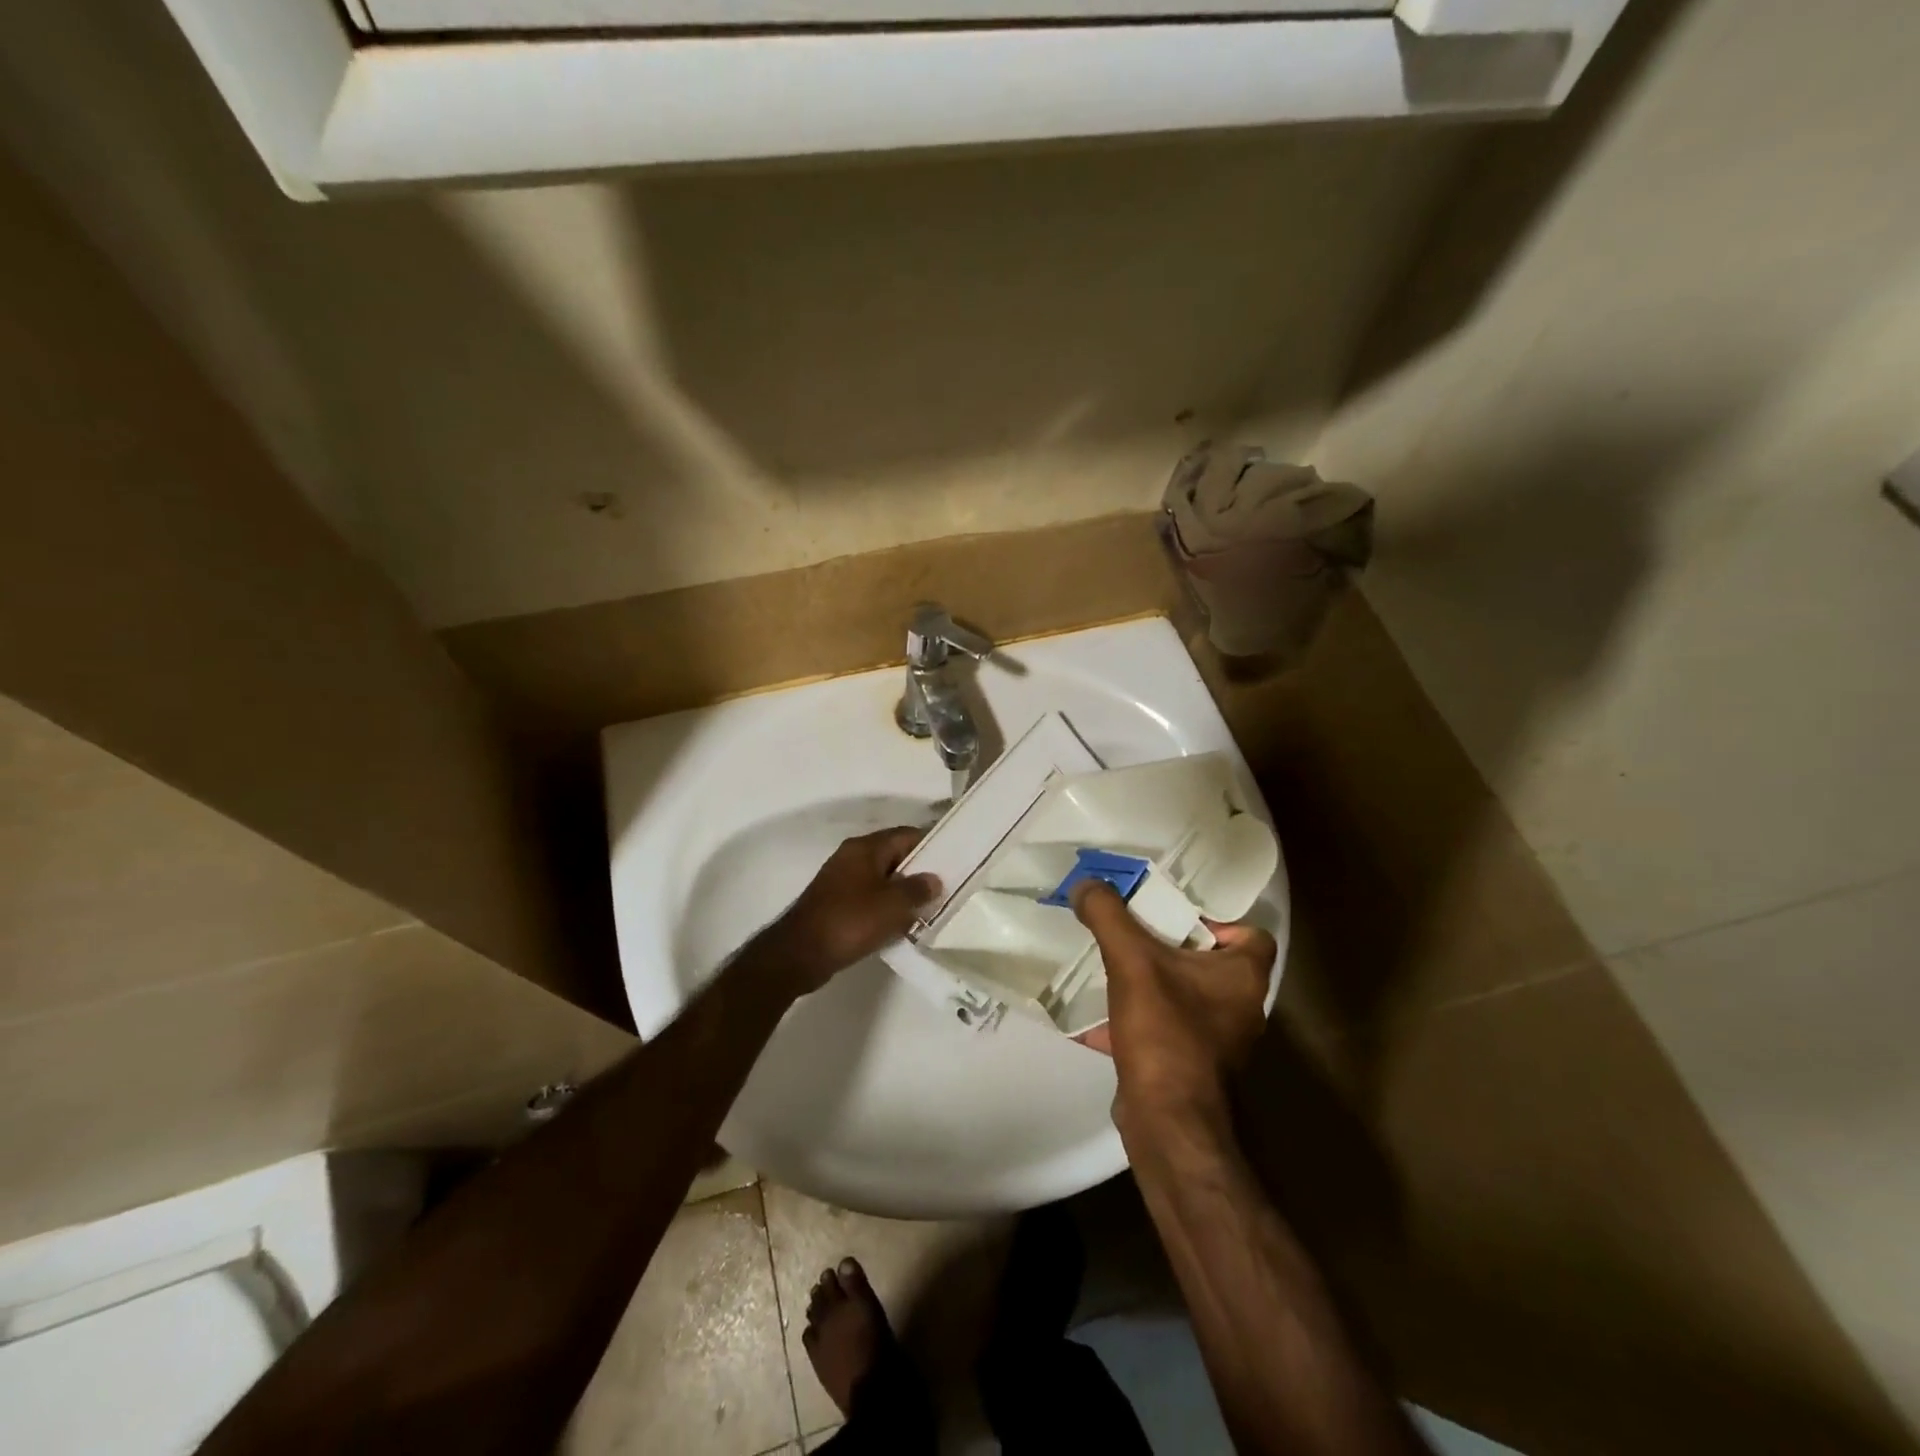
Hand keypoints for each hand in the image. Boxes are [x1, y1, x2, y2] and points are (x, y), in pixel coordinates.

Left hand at [753, 826, 940, 994]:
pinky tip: (900, 925)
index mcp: (865, 848)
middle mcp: (852, 857)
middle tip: (944, 888)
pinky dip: (886, 907)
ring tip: (927, 909)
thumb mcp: (893, 905)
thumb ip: (918, 889)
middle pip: (894, 856)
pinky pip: (869, 898)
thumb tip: (934, 879)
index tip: (954, 859)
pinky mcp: (836, 903)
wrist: (799, 953)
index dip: (932, 845)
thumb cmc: (850, 921)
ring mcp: (841, 880)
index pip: (906, 835)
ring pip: (882, 879)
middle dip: (919, 871)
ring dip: (902, 892)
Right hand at [1071, 881, 1275, 1126]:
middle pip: (1209, 962)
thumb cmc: (1166, 1033)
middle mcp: (1240, 1008)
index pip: (1250, 935)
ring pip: (1184, 996)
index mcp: (1243, 977)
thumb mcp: (1132, 961)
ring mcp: (1217, 1041)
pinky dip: (1137, 1019)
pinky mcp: (1190, 1066)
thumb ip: (1108, 916)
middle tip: (1132, 931)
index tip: (1173, 914)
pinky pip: (1164, 1029)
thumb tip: (1086, 884)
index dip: (1216, 920)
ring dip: (1151, 982)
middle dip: (1169, 946)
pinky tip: (1098, 1018)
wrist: (1167, 1123)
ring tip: (1111, 966)